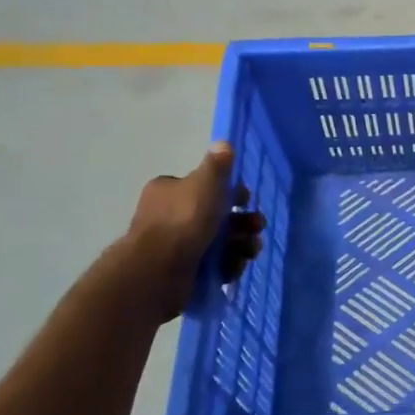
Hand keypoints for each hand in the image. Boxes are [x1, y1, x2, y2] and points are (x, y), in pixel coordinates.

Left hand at [124, 143, 264, 321]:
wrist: (158, 271)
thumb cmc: (183, 220)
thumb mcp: (205, 184)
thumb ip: (217, 165)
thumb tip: (223, 143)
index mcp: (169, 191)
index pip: (203, 187)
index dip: (228, 192)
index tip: (246, 199)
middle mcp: (169, 216)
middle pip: (215, 216)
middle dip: (241, 222)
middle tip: (257, 228)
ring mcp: (175, 246)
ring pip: (218, 242)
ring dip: (239, 245)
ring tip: (250, 251)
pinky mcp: (182, 272)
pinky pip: (212, 265)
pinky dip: (226, 266)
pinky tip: (233, 268)